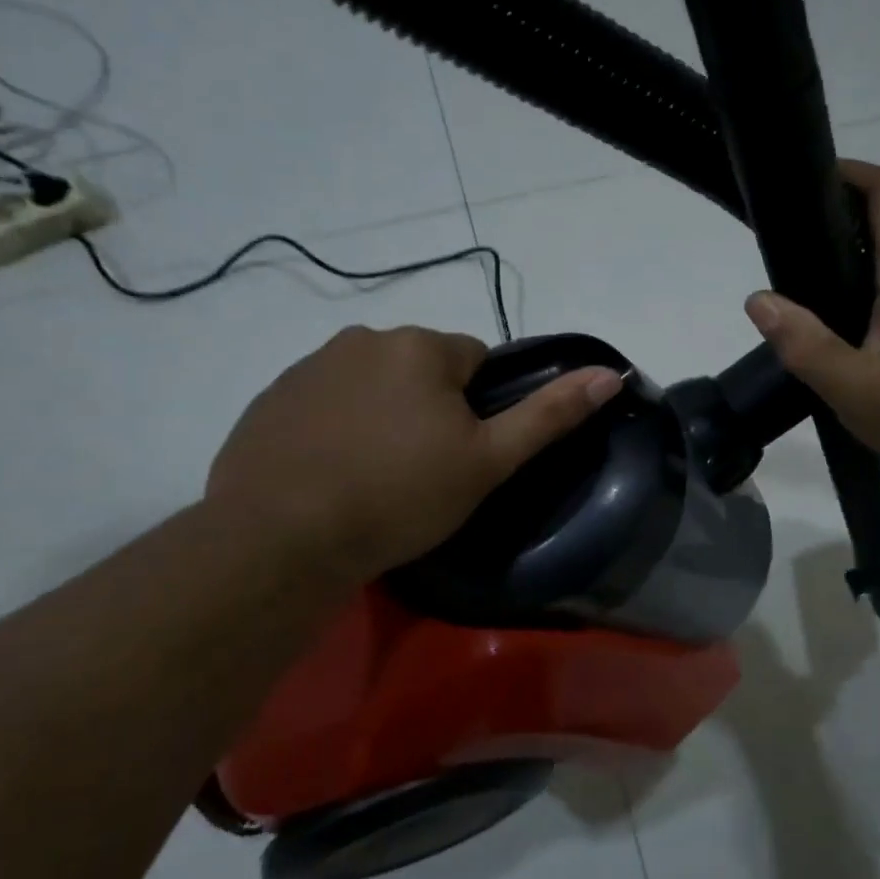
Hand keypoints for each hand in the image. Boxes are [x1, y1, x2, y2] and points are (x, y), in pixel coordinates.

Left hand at [207, 326, 620, 579]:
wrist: (280, 540)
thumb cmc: (399, 496)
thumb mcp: (487, 461)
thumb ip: (550, 414)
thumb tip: (610, 373)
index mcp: (420, 346)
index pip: (474, 359)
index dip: (478, 408)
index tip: (461, 454)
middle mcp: (363, 338)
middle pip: (420, 368)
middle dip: (429, 407)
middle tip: (420, 470)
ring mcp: (308, 366)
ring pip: (372, 383)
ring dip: (382, 414)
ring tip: (373, 476)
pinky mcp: (270, 398)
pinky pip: (324, 401)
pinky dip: (336, 426)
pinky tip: (330, 473)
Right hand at [744, 160, 879, 479]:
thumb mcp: (854, 388)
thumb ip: (804, 343)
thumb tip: (758, 300)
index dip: (847, 172)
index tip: (802, 181)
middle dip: (839, 208)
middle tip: (787, 234)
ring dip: (855, 240)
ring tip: (806, 268)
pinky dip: (873, 266)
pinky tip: (843, 304)